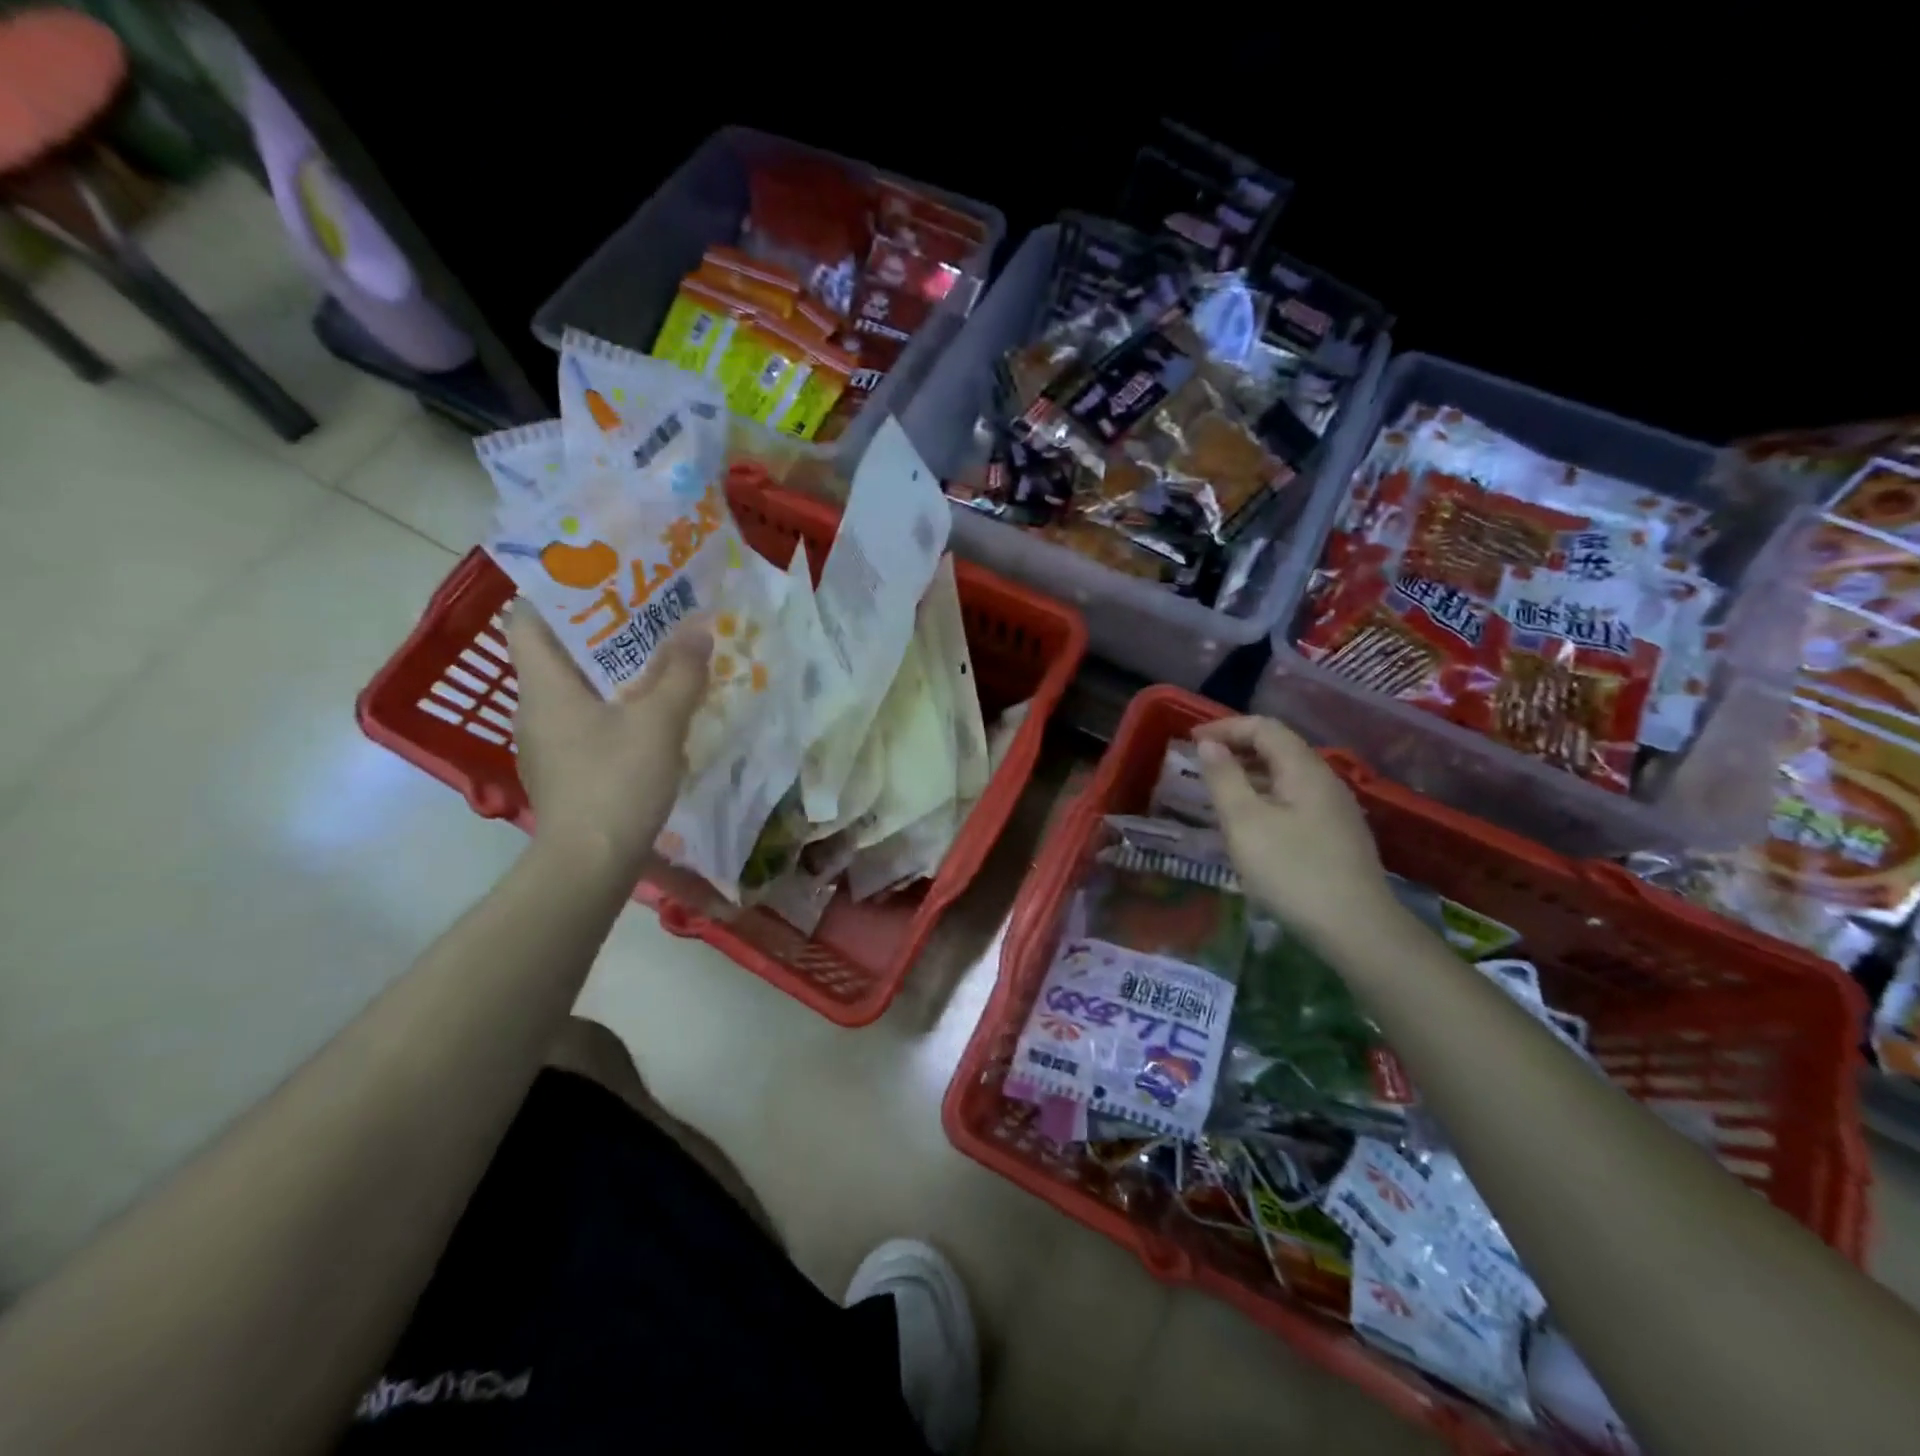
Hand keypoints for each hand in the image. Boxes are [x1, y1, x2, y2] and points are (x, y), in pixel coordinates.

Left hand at [506, 606, 711, 875]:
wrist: (589, 864)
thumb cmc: (615, 782)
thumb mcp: (658, 723)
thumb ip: (681, 673)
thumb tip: (698, 629)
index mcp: (544, 684)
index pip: (528, 618)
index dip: (559, 594)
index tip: (603, 583)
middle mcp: (535, 708)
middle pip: (559, 653)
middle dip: (604, 632)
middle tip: (652, 616)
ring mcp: (548, 744)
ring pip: (577, 690)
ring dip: (615, 673)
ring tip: (661, 661)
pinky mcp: (566, 771)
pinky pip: (587, 723)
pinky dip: (615, 710)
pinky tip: (652, 717)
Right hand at [1193, 716, 1393, 940]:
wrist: (1357, 930)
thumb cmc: (1292, 871)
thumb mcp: (1245, 822)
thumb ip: (1224, 778)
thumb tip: (1210, 744)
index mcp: (1304, 769)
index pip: (1264, 727)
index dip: (1225, 727)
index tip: (1190, 741)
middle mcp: (1325, 781)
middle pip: (1279, 748)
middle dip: (1237, 749)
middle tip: (1201, 765)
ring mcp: (1336, 810)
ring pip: (1287, 777)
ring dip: (1250, 775)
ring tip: (1219, 794)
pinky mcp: (1338, 837)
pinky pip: (1295, 801)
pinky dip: (1266, 798)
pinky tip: (1251, 825)